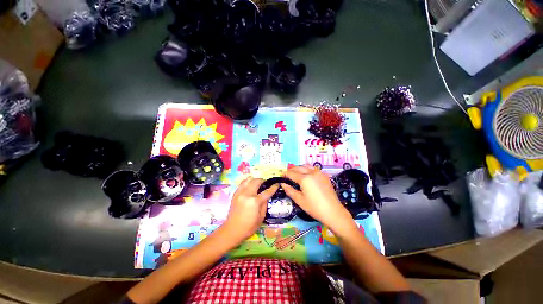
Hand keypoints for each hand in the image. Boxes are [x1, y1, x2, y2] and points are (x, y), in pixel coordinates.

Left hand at [224, 176, 278, 240]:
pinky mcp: (235, 194)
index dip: (273, 187)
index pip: (267, 191)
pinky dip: (247, 182)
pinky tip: (250, 187)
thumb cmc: (249, 227)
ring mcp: (240, 193)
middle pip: (257, 181)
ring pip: (248, 179)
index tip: (277, 183)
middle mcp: (247, 194)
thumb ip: (264, 204)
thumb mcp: (261, 217)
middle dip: (263, 181)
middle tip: (266, 184)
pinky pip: (242, 183)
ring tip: (257, 184)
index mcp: (255, 201)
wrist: (232, 230)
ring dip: (255, 180)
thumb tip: (266, 196)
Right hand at [282, 165, 355, 235]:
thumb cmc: (314, 207)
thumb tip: (283, 184)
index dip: (285, 174)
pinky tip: (307, 175)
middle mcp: (312, 173)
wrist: (333, 211)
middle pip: (299, 167)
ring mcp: (319, 173)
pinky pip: (313, 169)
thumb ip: (290, 190)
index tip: (281, 176)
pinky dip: (307, 169)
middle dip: (292, 170)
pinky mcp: (324, 176)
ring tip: (296, 174)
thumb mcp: (299, 200)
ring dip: (300, 168)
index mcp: (305, 179)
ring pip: (306, 166)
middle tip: (287, 175)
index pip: (292, 173)